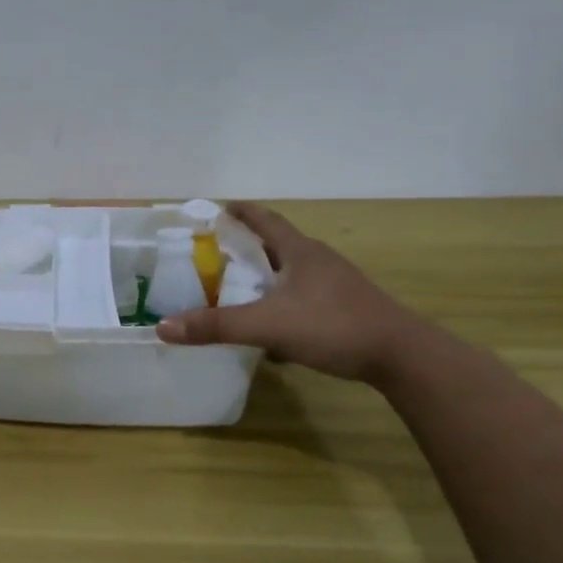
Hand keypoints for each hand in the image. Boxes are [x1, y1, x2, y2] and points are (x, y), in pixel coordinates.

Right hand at [157, 202, 426, 383]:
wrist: (400, 355)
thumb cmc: (332, 326)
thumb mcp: (266, 325)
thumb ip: (215, 326)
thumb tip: (163, 327)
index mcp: (300, 252)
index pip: (266, 221)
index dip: (243, 213)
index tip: (221, 208)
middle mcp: (318, 261)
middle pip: (277, 246)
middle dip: (248, 248)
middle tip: (217, 255)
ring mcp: (336, 285)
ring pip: (291, 274)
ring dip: (266, 278)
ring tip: (238, 291)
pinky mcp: (345, 308)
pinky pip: (304, 298)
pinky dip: (282, 303)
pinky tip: (272, 327)